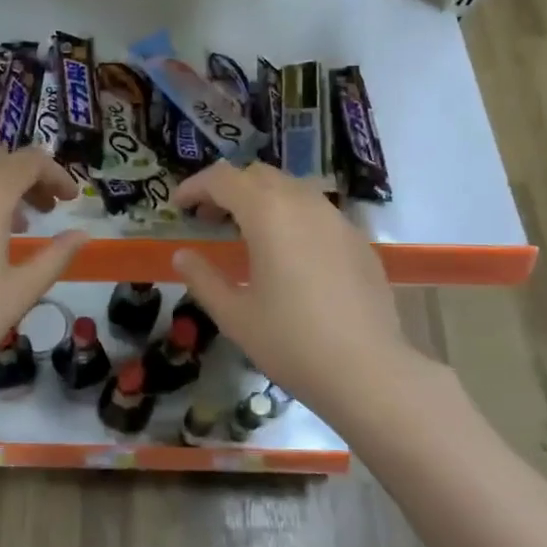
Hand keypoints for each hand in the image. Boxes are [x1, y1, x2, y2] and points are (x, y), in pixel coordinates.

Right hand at [171, 162, 428, 415]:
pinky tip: (289, 255)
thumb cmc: (291, 342)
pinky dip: (292, 217)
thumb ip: (203, 278)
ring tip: (247, 234)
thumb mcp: (234, 315)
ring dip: (262, 199)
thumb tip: (182, 256)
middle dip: (228, 189)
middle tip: (209, 219)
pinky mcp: (358, 240)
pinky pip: (317, 212)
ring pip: (292, 189)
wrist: (368, 371)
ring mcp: (337, 219)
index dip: (195, 186)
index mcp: (268, 213)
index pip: (223, 179)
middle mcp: (304, 203)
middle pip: (258, 175)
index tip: (178, 205)